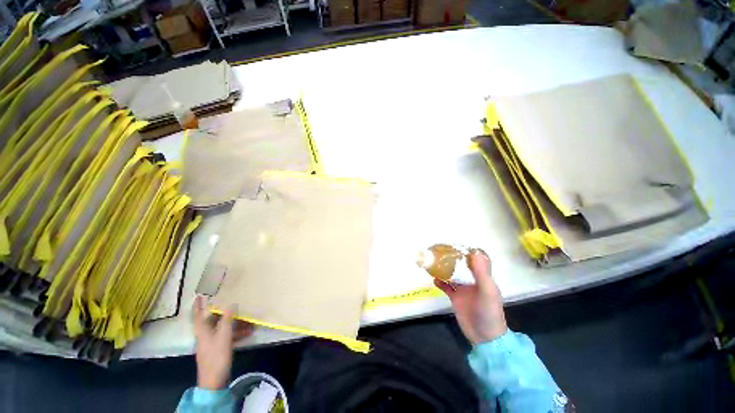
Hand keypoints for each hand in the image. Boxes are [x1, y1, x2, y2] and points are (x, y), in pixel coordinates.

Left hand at [193, 295, 252, 389]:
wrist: (214, 380)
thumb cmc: (216, 356)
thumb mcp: (223, 336)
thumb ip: (227, 320)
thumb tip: (230, 304)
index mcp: (203, 331)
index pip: (198, 315)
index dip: (198, 305)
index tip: (199, 295)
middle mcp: (206, 335)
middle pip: (213, 320)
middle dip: (224, 312)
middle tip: (233, 303)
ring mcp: (212, 343)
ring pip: (223, 328)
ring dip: (235, 323)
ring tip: (249, 320)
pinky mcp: (219, 349)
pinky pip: (228, 336)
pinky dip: (237, 333)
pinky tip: (248, 332)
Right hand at [434, 249, 507, 344]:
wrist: (485, 338)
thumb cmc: (489, 312)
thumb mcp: (487, 291)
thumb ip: (481, 272)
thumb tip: (474, 252)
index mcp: (482, 278)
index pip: (474, 261)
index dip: (466, 252)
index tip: (455, 245)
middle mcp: (472, 281)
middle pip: (461, 267)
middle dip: (451, 259)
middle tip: (439, 252)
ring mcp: (463, 290)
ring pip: (452, 275)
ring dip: (444, 269)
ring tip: (433, 262)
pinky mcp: (456, 298)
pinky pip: (446, 287)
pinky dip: (440, 282)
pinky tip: (433, 279)